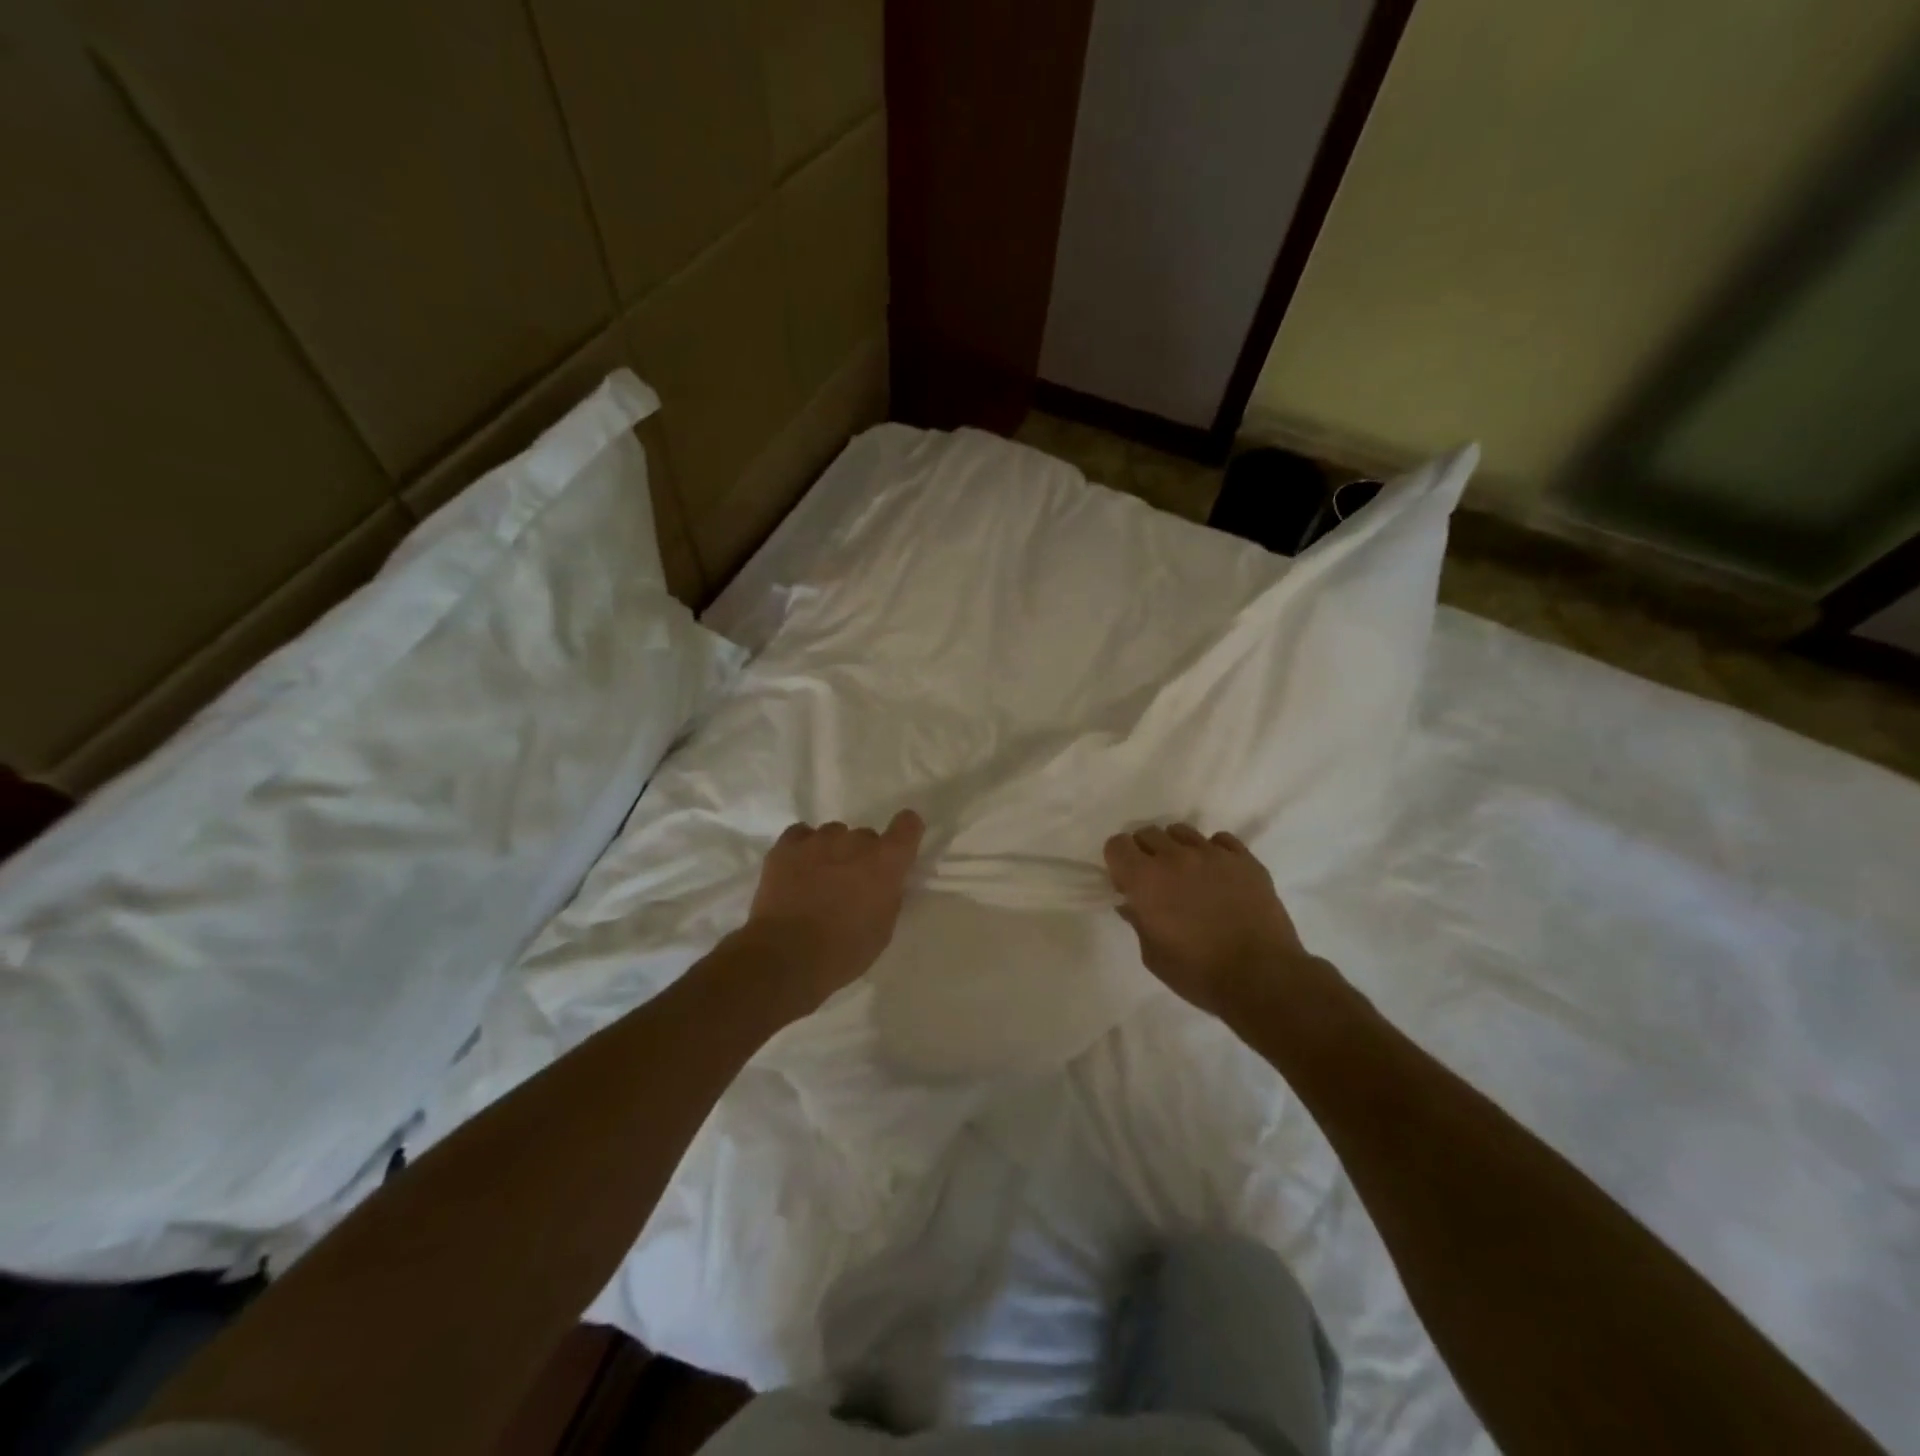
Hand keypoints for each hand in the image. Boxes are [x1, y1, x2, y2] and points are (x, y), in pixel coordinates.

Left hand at [745, 811, 925, 1005]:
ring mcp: (818, 840)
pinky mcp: (786, 846)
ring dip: (833, 851)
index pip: (908, 825)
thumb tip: (883, 882)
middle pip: (866, 836)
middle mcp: (855, 842)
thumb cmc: (843, 951)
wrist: (786, 957)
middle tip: (851, 884)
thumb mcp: (882, 929)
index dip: (906, 832)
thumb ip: (888, 895)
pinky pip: (801, 834)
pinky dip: (803, 847)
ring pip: (833, 834)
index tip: (900, 847)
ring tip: (819, 879)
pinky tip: (798, 869)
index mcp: (885, 863)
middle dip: (863, 856)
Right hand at [1105, 823, 1307, 1016]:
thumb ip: (1138, 921)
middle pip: (1148, 833)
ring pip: (1182, 831)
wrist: (1262, 978)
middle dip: (1145, 852)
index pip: (1117, 845)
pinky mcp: (1245, 860)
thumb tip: (1132, 904)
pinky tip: (1218, 876)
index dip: (1118, 861)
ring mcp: (1213, 854)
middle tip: (1156, 880)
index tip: (1127, 882)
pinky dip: (1213, 852)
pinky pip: (1220, 840)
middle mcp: (1175, 857)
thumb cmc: (1198, 973)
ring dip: (1177, 849)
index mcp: (1145, 880)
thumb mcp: (1153, 956)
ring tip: (1188, 875)